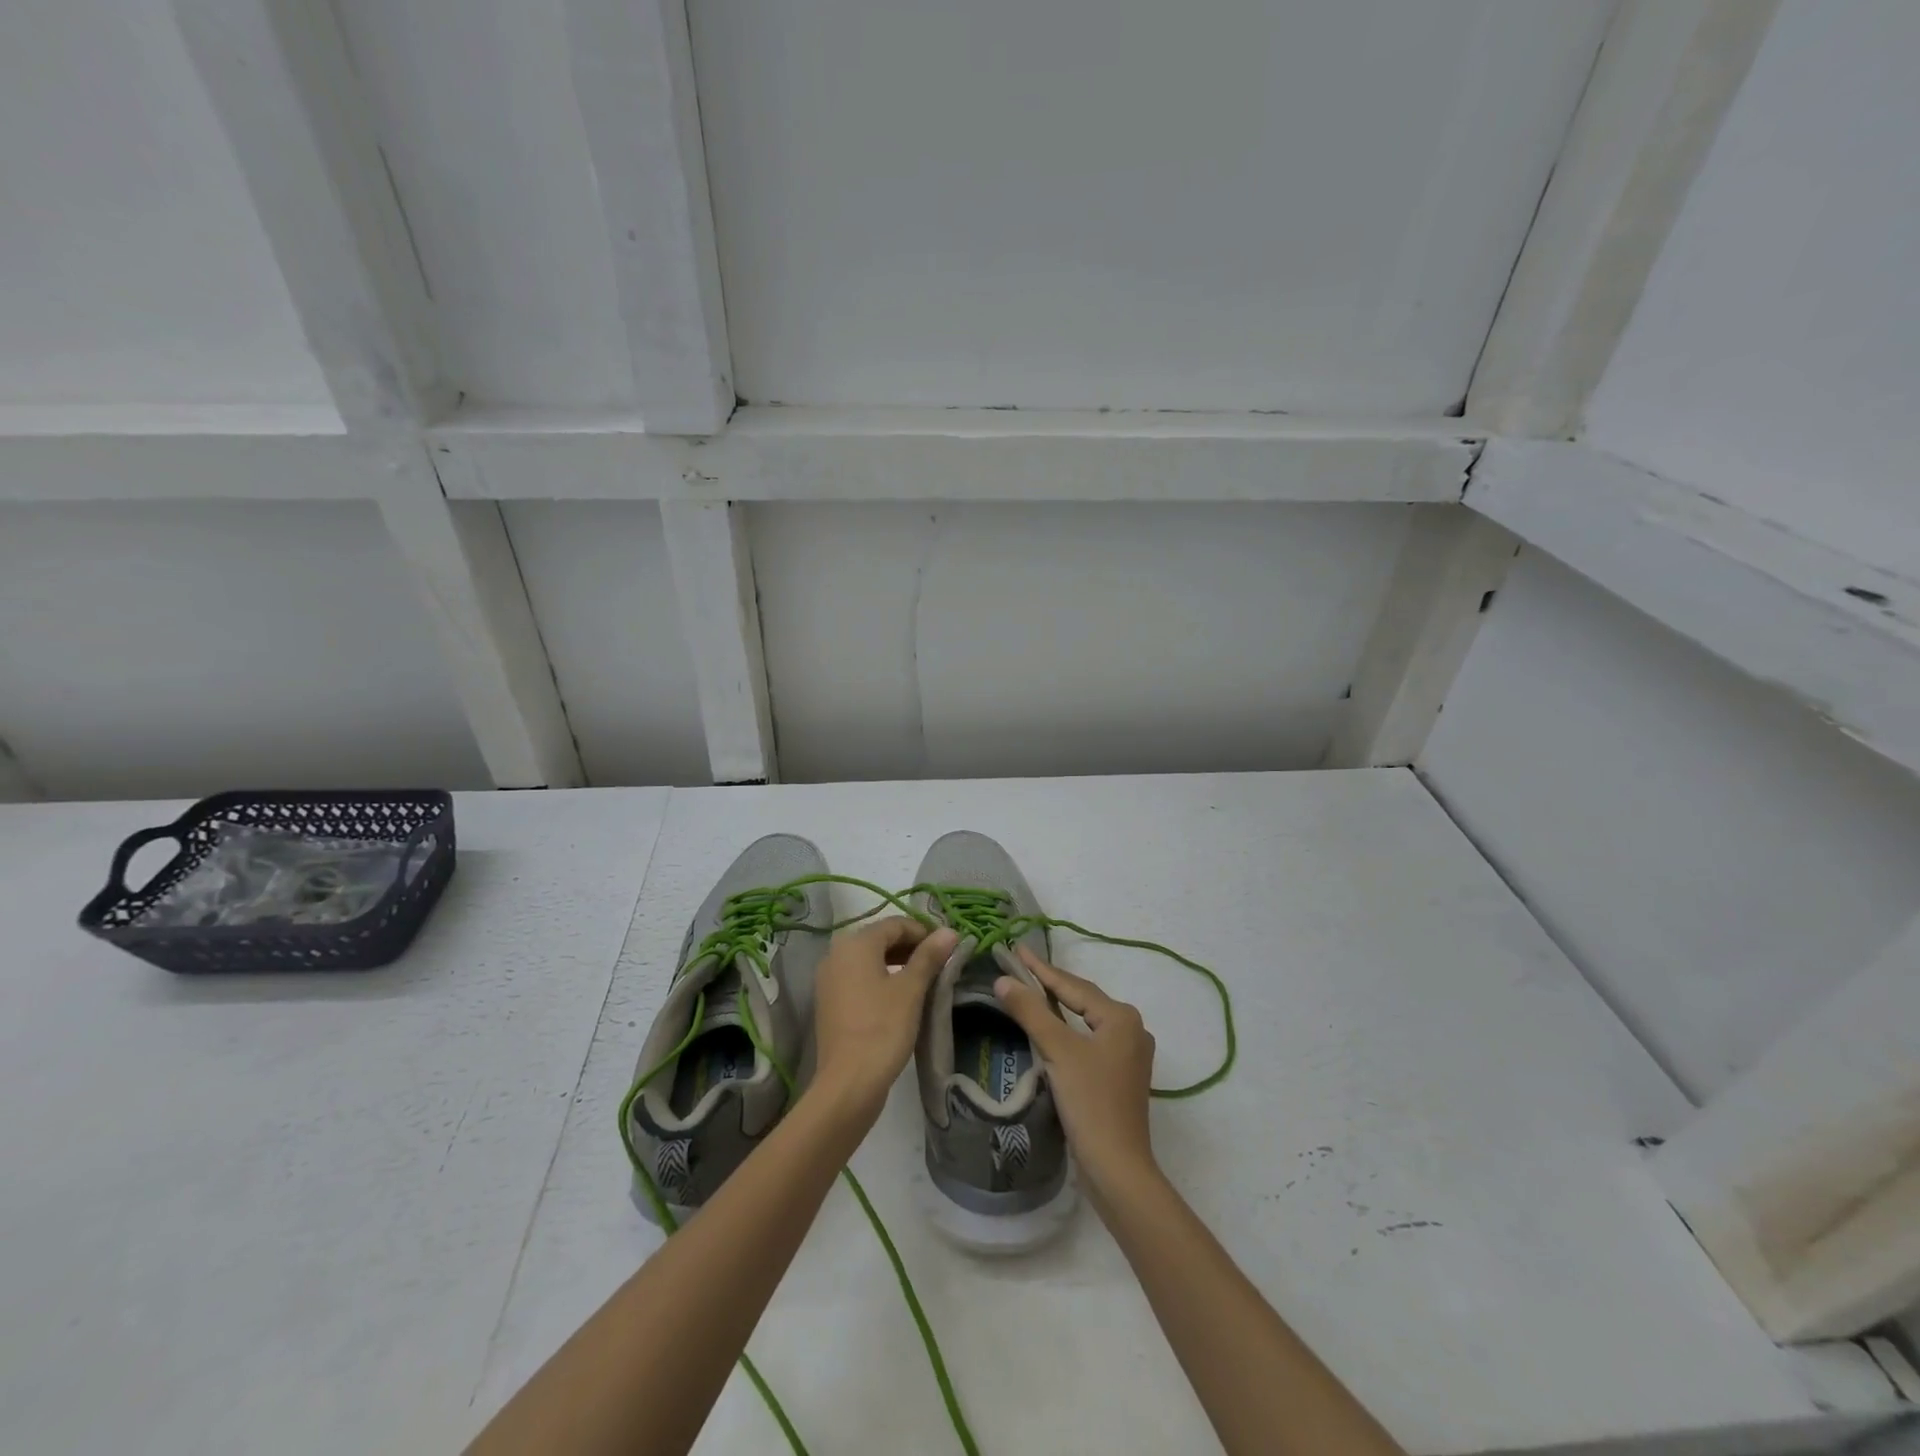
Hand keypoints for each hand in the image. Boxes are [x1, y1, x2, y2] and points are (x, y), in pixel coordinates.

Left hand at [812, 917, 957, 1117]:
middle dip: (912, 947)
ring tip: (925, 980)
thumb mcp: (911, 989)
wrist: (848, 1083)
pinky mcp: (830, 1001)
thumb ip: (929, 956)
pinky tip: (902, 997)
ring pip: (870, 959)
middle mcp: (836, 953)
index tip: (948, 948)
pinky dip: (881, 979)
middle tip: (940, 965)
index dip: (924, 932)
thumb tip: (949, 931)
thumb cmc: (883, 1029)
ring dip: (898, 963)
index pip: (896, 924)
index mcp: (855, 943)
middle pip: (881, 939)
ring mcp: (829, 978)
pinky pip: (859, 978)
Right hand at [994, 948, 1158, 1205]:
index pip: (1072, 985)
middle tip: (1019, 966)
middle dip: (1050, 984)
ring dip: (1057, 1007)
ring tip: (1029, 990)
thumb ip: (1031, 1012)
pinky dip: (1067, 1030)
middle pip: (1082, 999)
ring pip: (1085, 1020)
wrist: (1117, 1168)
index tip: (1016, 949)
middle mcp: (1131, 1029)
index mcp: (1121, 1017)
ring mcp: (1128, 1054)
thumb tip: (1003, 979)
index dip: (1040, 968)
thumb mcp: (1058, 1052)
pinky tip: (1049, 1029)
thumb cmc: (1090, 1103)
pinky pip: (1089, 1040)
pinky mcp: (1120, 1076)